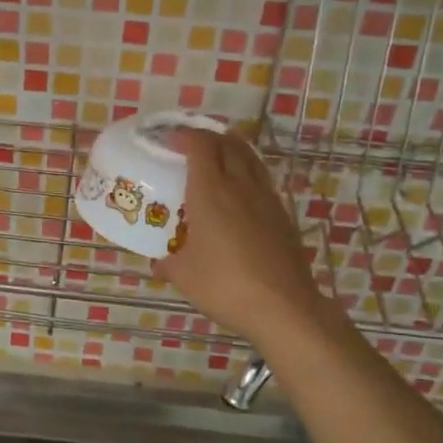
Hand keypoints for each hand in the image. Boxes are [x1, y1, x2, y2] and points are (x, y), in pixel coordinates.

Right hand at [155, 130, 332, 343]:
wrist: (283, 307)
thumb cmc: (225, 285)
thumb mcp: (184, 276)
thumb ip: (168, 263)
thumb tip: (158, 262)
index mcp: (210, 191)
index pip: (200, 145)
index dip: (185, 136)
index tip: (170, 139)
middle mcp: (240, 186)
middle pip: (229, 144)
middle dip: (209, 137)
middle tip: (192, 145)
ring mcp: (266, 199)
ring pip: (250, 159)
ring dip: (232, 150)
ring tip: (218, 158)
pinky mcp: (283, 216)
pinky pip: (262, 181)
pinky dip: (248, 174)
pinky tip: (241, 194)